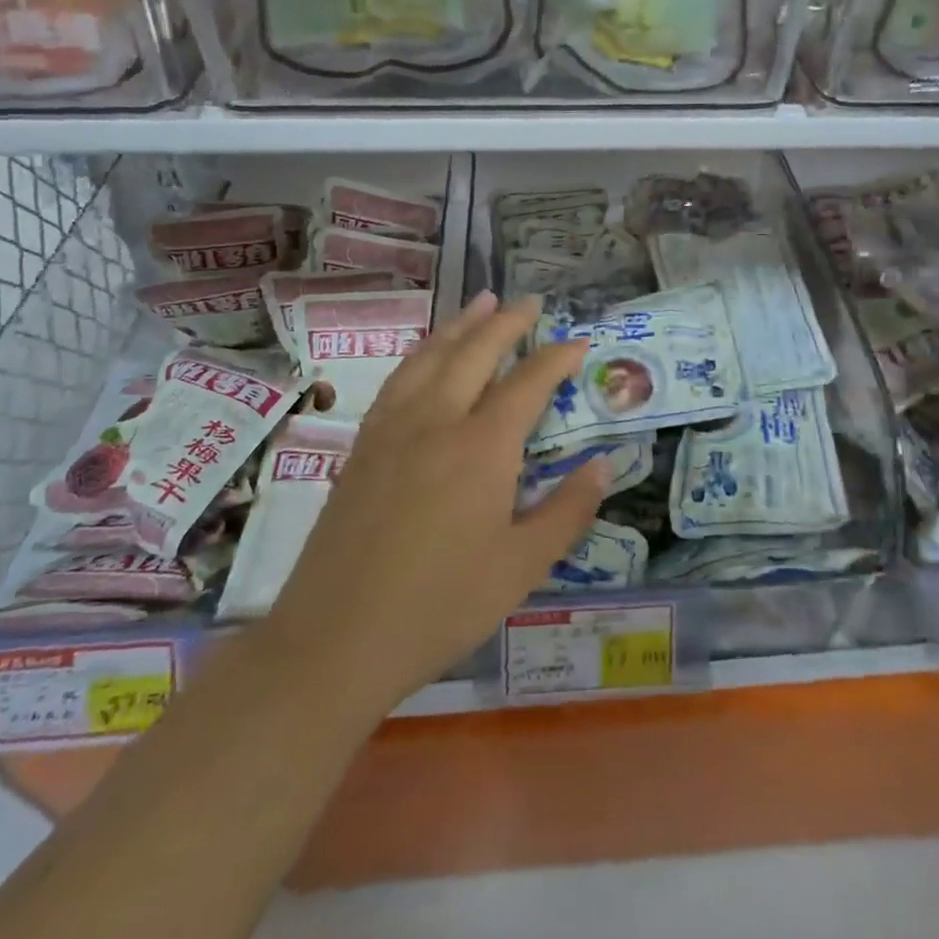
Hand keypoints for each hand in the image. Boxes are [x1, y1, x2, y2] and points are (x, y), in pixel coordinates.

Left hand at [260, 292, 608, 718]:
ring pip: (431, 355)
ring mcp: (393, 427)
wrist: (335, 638)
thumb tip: (603, 465)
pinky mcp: (363, 444)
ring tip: (482, 300)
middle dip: (508, 321)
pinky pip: (399, 378)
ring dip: (461, 324)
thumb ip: (567, 511)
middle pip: (476, 351)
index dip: (557, 357)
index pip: (528, 382)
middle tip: (531, 301)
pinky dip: (423, 352)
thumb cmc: (440, 607)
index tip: (579, 342)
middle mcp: (437, 420)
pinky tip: (428, 354)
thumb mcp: (521, 569)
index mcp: (481, 447)